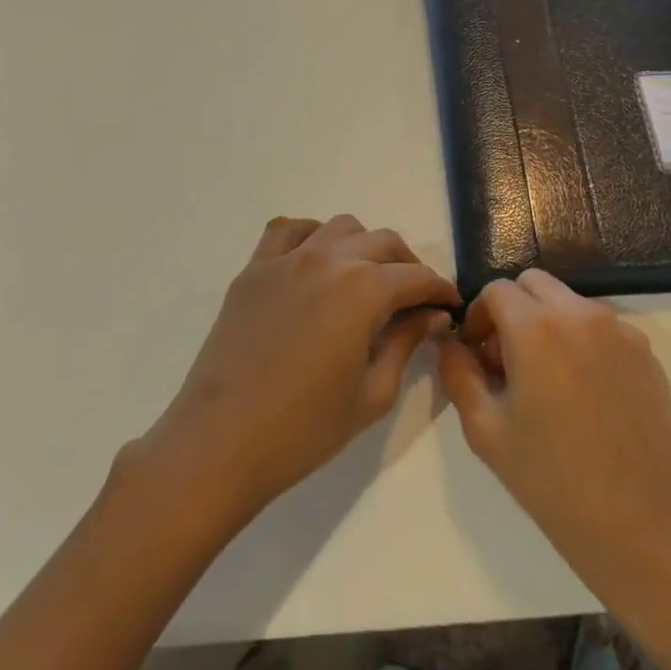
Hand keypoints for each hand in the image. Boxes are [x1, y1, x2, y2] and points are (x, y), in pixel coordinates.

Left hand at [139, 215, 460, 524]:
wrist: (221, 442)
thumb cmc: (304, 429)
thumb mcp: (372, 393)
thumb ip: (406, 342)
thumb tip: (431, 314)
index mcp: (363, 288)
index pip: (416, 276)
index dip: (439, 290)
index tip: (449, 306)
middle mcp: (329, 258)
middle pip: (383, 242)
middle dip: (407, 266)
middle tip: (414, 299)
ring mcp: (287, 258)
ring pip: (340, 227)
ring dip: (363, 246)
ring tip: (366, 280)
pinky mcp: (255, 268)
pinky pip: (289, 230)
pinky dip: (313, 236)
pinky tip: (316, 264)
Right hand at [437, 270, 670, 623]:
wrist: (644, 531)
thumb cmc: (554, 482)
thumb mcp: (486, 431)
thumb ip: (458, 373)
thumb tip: (450, 342)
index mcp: (536, 327)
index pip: (495, 290)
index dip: (478, 317)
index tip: (475, 354)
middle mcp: (580, 314)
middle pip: (533, 284)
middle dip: (512, 310)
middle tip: (506, 360)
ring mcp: (620, 331)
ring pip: (569, 303)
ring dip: (548, 323)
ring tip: (546, 381)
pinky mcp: (647, 354)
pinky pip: (603, 328)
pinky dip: (582, 342)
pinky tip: (584, 396)